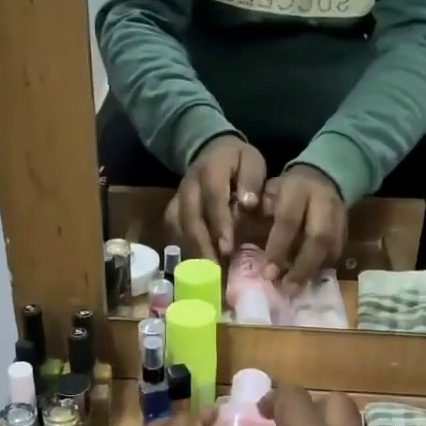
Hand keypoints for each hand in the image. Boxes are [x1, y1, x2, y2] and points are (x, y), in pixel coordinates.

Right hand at [167, 136, 266, 260]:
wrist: (210, 149)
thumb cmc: (237, 160)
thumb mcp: (251, 160)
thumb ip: (251, 180)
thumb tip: (247, 204)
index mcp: (210, 171)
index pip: (213, 199)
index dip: (219, 224)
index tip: (227, 248)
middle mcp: (189, 186)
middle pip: (190, 218)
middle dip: (202, 246)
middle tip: (214, 272)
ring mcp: (177, 198)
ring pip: (179, 228)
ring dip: (192, 252)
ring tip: (205, 277)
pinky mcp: (173, 209)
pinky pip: (173, 232)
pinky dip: (183, 250)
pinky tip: (194, 269)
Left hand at [261, 164, 347, 293]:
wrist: (322, 176)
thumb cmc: (284, 189)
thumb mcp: (266, 192)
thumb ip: (256, 214)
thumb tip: (238, 245)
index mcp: (297, 189)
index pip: (288, 221)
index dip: (278, 248)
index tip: (267, 273)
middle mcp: (322, 202)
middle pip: (318, 238)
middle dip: (302, 267)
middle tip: (287, 289)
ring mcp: (339, 216)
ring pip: (331, 248)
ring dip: (313, 271)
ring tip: (296, 290)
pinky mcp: (346, 228)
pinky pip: (337, 252)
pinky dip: (322, 268)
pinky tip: (308, 280)